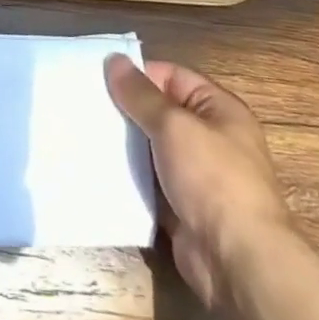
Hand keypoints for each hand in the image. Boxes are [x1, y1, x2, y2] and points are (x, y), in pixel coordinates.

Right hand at [105, 55, 294, 310]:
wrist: (236, 260)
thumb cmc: (212, 178)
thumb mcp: (174, 125)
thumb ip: (141, 95)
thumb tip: (114, 59)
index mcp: (218, 109)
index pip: (171, 76)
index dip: (137, 75)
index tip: (98, 77)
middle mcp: (209, 137)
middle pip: (159, 112)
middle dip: (125, 110)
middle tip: (84, 104)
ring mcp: (195, 175)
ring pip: (150, 148)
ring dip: (123, 145)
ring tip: (82, 133)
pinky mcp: (180, 206)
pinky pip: (148, 182)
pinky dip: (127, 177)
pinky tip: (96, 168)